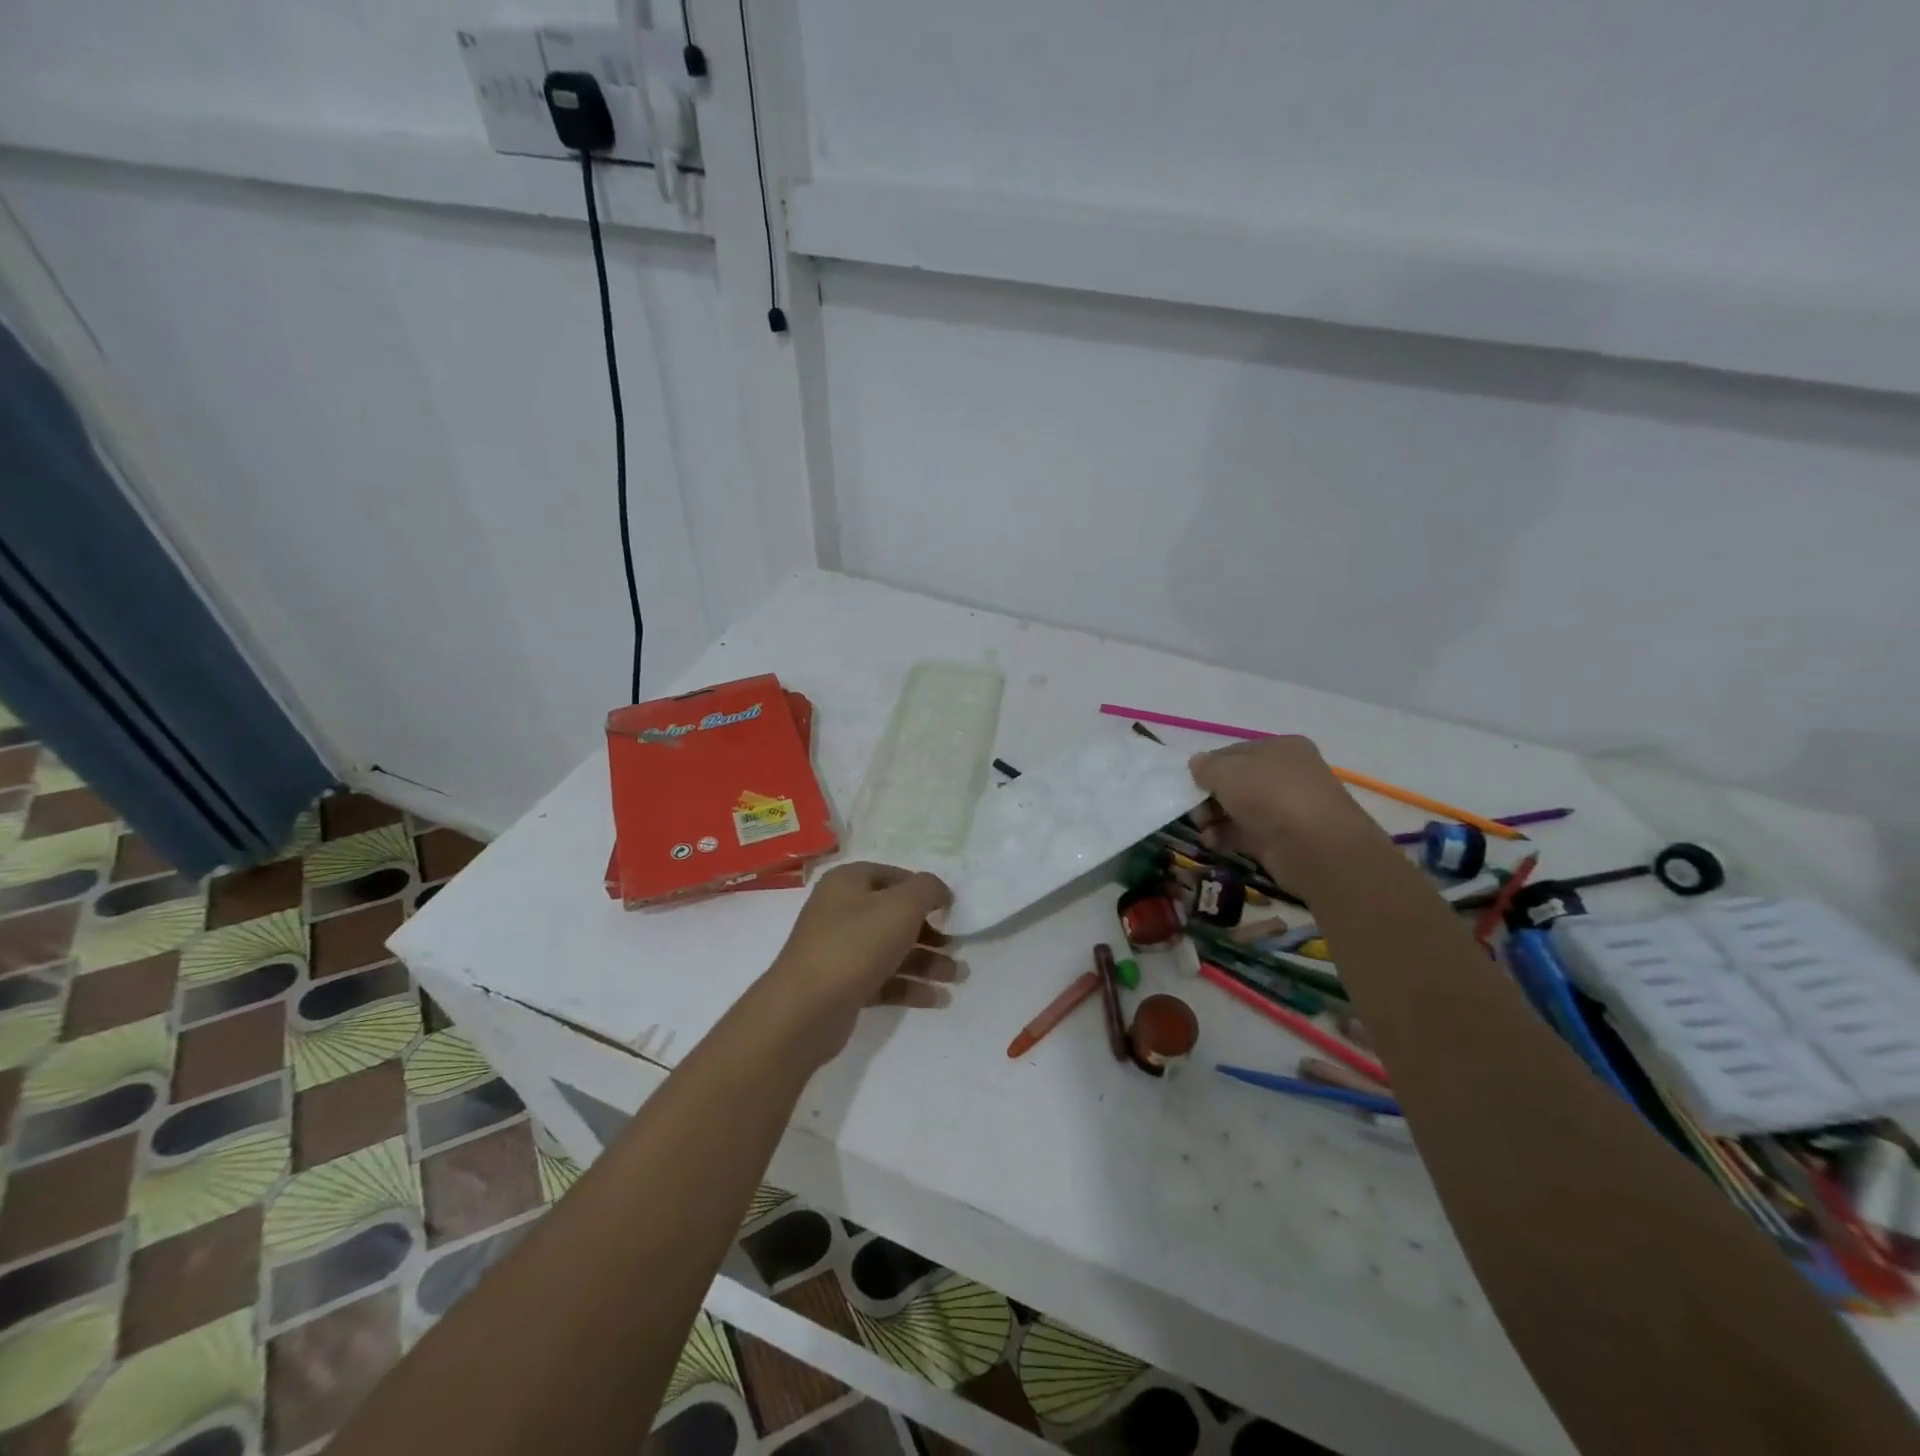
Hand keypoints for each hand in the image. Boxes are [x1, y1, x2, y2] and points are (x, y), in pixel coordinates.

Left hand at [758, 862, 957, 1066]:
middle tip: (958, 947)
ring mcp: (839, 950)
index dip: (924, 889)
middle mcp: (841, 911)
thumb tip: (938, 891)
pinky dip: (909, 986)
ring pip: (891, 950)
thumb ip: (927, 889)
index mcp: (848, 883)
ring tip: (957, 977)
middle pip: (894, 916)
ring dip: (926, 962)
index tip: (951, 909)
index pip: (894, 876)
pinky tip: (937, 999)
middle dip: (931, 932)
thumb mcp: (901, 906)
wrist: (805, 1010)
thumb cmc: (856, 945)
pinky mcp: (842, 985)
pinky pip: (883, 979)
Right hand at [1190, 737, 1389, 896]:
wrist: (1316, 847)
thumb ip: (1207, 766)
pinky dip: (1226, 836)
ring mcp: (1286, 809)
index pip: (1235, 752)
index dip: (1209, 766)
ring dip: (1215, 817)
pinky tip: (1212, 841)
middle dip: (1210, 795)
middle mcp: (1287, 775)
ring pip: (1239, 808)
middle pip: (1236, 782)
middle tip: (1195, 809)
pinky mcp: (1282, 840)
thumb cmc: (1271, 795)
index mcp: (1281, 748)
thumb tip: (1197, 765)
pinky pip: (1245, 833)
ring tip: (1202, 827)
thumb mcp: (1228, 770)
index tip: (1190, 782)